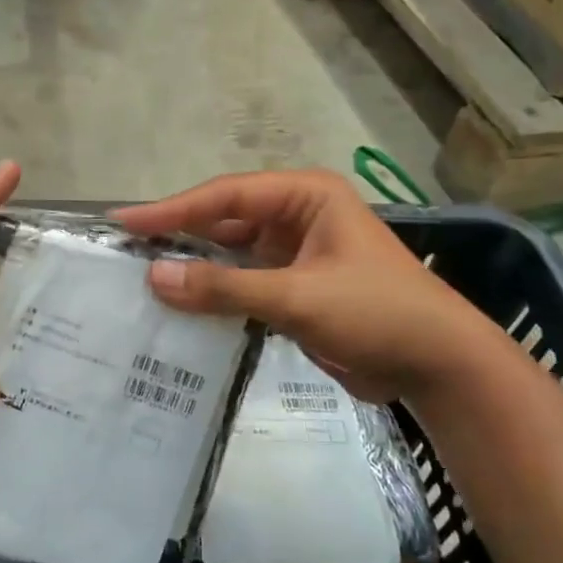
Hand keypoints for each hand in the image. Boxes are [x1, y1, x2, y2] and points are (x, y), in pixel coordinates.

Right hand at [113, 169, 497, 404]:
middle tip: (124, 253)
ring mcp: (293, 256)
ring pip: (229, 256)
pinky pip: (241, 286)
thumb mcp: (298, 296)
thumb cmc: (377, 312)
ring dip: (193, 270)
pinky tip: (178, 309)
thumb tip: (155, 278)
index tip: (124, 222)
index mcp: (304, 197)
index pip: (225, 196)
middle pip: (223, 222)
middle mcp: (295, 218)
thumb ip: (225, 288)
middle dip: (178, 238)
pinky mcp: (292, 290)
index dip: (172, 209)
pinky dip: (213, 297)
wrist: (438, 366)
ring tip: (140, 282)